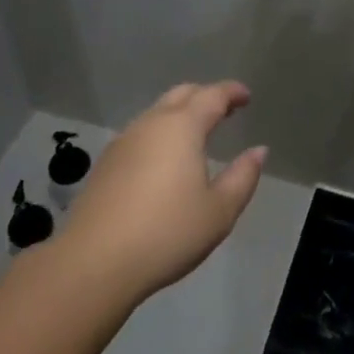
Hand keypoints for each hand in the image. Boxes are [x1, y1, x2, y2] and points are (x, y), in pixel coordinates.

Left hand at [56, 82, 267, 303]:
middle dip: (205, 95)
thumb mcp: (219, 211)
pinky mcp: (106, 163)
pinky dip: (160, 132)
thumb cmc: (167, 233)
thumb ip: (242, 177)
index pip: (212, 95)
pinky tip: (165, 158)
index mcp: (182, 128)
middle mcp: (151, 124)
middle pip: (181, 94)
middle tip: (225, 109)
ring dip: (180, 113)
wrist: (94, 262)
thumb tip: (258, 151)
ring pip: (157, 112)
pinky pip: (141, 133)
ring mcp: (124, 141)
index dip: (232, 92)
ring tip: (198, 132)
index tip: (246, 96)